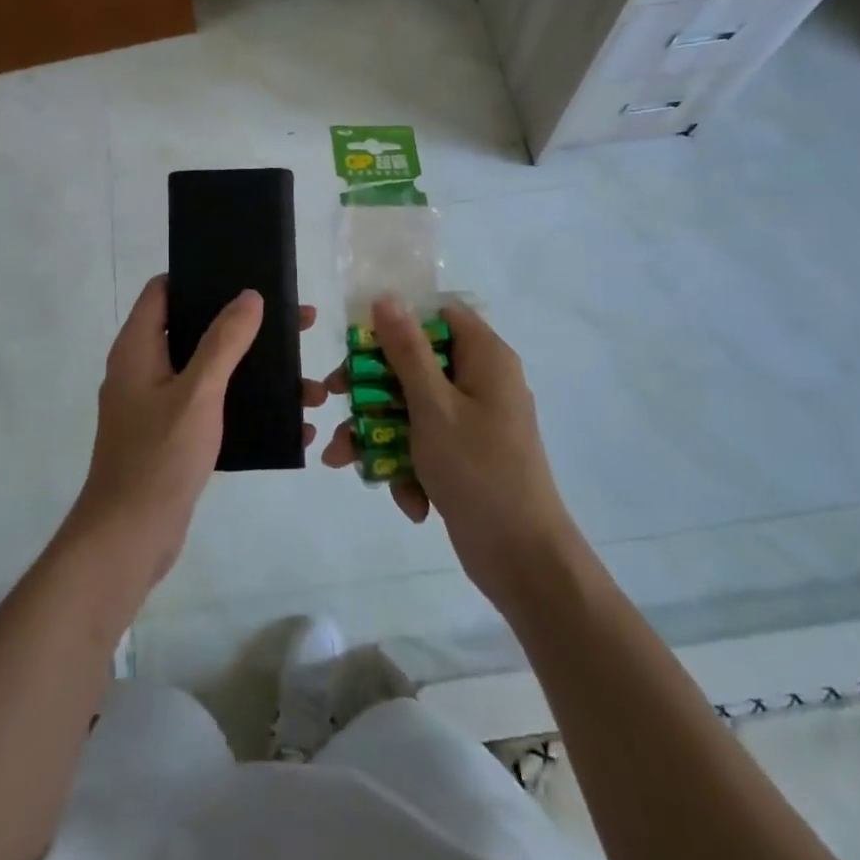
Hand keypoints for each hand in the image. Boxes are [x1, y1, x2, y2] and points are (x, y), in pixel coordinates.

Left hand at [72, 275, 333, 588]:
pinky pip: (214, 406)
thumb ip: (223, 342)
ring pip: (211, 371)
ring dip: (256, 372)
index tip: (245, 275)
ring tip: (309, 385)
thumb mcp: (198, 392)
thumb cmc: (159, 457)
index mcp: (138, 348)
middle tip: (297, 325)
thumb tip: (249, 296)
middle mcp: (144, 369)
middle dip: (247, 327)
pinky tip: (290, 423)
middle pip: (197, 329)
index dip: (200, 277)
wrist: (130, 538)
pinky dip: (247, 406)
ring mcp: (157, 405)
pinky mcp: (172, 435)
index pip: (164, 291)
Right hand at [320, 297, 577, 606]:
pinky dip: (408, 467)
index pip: (438, 315)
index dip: (398, 321)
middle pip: (416, 363)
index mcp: (485, 358)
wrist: (524, 561)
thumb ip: (407, 351)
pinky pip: (425, 444)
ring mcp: (473, 422)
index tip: (360, 341)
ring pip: (412, 408)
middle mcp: (481, 382)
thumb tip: (387, 298)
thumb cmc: (479, 470)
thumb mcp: (434, 406)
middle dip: (372, 388)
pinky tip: (407, 500)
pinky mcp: (464, 456)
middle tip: (335, 397)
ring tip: (342, 460)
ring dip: (378, 434)